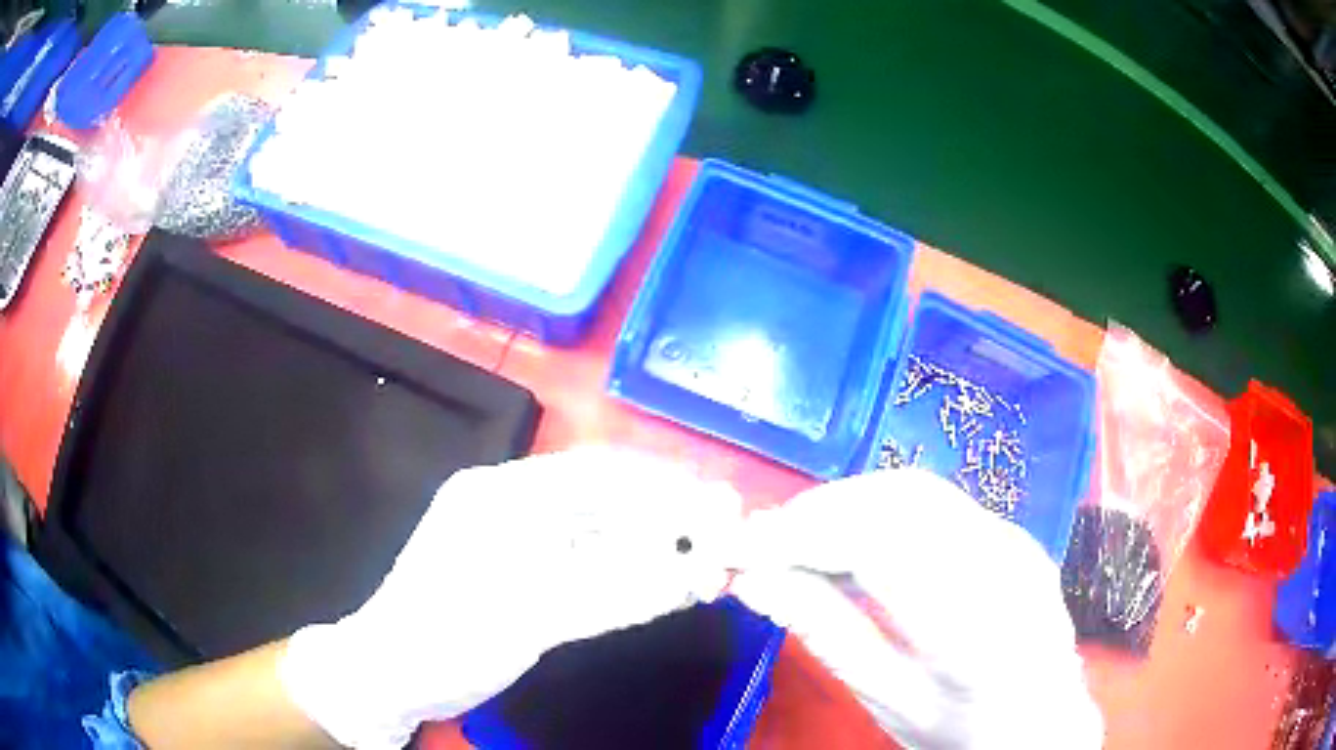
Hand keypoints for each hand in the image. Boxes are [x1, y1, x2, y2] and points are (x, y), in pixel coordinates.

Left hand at [278, 447, 743, 748]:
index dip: (665, 486)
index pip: (599, 473)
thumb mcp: (530, 615)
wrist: (389, 674)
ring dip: (653, 546)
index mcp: (504, 492)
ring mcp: (516, 539)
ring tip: (706, 563)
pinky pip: (587, 562)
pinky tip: (659, 583)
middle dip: (667, 516)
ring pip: (600, 532)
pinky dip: (627, 572)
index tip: (720, 505)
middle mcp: (512, 503)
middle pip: (605, 499)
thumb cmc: (447, 636)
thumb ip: (618, 591)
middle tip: (725, 536)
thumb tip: (701, 573)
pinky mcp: (522, 573)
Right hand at [730, 468, 1102, 749]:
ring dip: (845, 504)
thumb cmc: (965, 731)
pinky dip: (879, 511)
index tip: (741, 548)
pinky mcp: (1014, 533)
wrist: (1045, 722)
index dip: (801, 534)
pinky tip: (853, 542)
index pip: (881, 545)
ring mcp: (1017, 541)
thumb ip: (828, 637)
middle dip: (817, 511)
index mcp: (977, 629)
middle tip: (762, 544)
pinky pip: (936, 502)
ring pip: (915, 489)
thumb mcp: (892, 703)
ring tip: (797, 541)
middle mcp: (1006, 565)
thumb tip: (755, 582)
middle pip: (898, 500)